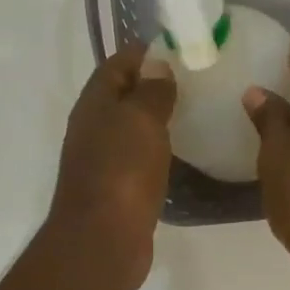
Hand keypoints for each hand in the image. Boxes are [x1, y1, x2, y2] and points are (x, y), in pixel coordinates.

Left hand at [45, 42, 176, 289]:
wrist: (103, 240)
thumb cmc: (122, 172)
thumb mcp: (140, 120)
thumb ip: (151, 91)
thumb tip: (156, 65)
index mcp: (95, 104)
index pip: (117, 64)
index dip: (145, 53)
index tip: (181, 48)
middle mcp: (94, 128)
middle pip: (123, 95)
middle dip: (154, 84)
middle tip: (196, 80)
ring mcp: (103, 160)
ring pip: (131, 127)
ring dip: (156, 117)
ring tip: (195, 111)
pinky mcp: (118, 188)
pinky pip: (139, 156)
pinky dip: (158, 147)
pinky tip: (182, 150)